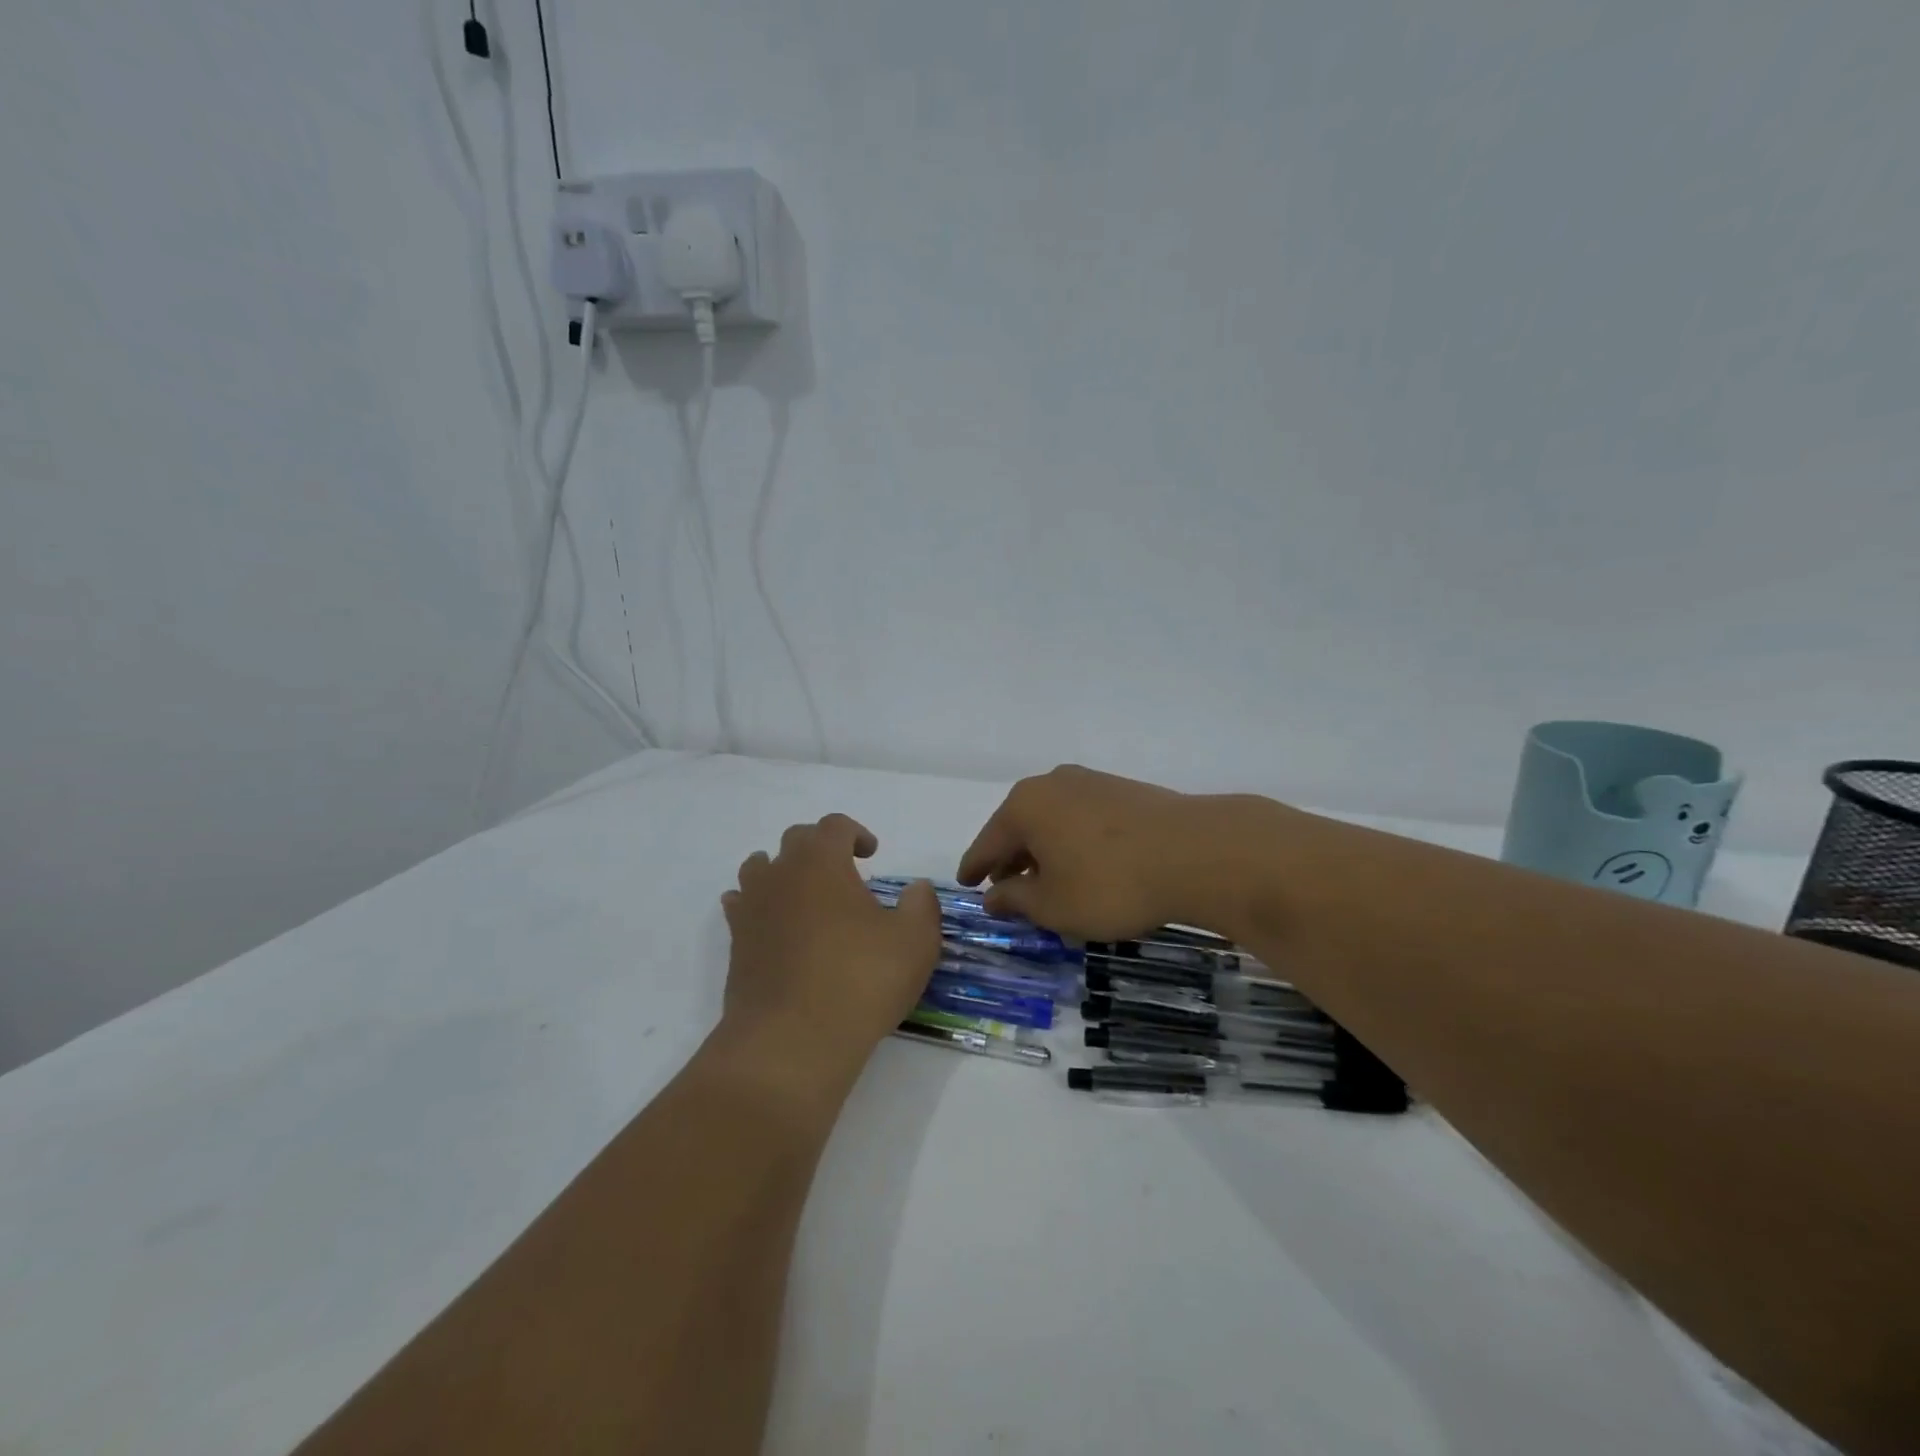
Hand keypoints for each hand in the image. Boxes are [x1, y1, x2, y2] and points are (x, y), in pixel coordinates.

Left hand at [719, 814, 940, 1083]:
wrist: (791, 1041)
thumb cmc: (860, 980)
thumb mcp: (915, 941)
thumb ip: (921, 905)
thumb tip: (916, 889)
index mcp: (822, 862)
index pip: (834, 825)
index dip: (856, 833)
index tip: (872, 854)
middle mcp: (781, 874)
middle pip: (795, 840)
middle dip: (821, 848)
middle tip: (844, 875)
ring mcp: (751, 908)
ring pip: (760, 868)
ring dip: (784, 872)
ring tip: (806, 897)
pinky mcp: (736, 944)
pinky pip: (741, 907)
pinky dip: (758, 906)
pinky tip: (775, 927)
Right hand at [957, 764, 1284, 941]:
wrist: (1195, 852)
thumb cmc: (1109, 883)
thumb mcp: (1053, 905)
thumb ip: (1016, 899)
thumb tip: (993, 894)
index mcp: (1024, 806)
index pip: (987, 843)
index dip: (975, 868)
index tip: (966, 884)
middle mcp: (1051, 784)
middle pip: (1019, 826)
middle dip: (1011, 859)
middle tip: (1006, 889)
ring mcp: (1090, 783)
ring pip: (1052, 820)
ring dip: (1044, 851)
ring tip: (1048, 881)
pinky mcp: (1123, 791)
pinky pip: (1081, 819)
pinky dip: (1072, 842)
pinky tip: (1085, 866)